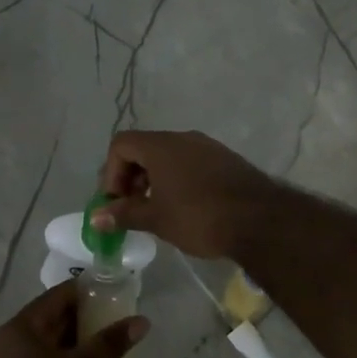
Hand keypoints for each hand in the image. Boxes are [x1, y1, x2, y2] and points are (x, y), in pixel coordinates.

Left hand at [0, 281, 146, 357]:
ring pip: (47, 344)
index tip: (116, 295)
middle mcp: (8, 342)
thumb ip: (111, 343)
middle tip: (117, 322)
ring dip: (75, 343)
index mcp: (21, 328)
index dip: (88, 292)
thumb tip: (142, 321)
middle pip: (52, 318)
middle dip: (85, 319)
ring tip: (107, 347)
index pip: (59, 296)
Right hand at [94, 129, 279, 258]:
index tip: (117, 202)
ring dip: (154, 178)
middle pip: (144, 147)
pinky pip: (190, 161)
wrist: (260, 220)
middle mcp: (182, 138)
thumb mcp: (156, 219)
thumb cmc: (199, 217)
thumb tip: (96, 217)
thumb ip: (124, 214)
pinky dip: (178, 178)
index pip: (121, 144)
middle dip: (131, 176)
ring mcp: (207, 146)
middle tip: (132, 207)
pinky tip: (186, 206)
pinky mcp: (225, 158)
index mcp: (161, 146)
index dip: (112, 172)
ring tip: (157, 209)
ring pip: (169, 155)